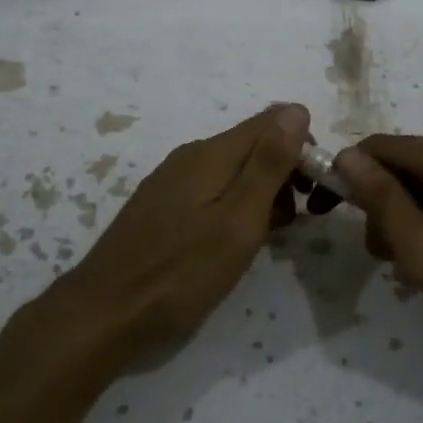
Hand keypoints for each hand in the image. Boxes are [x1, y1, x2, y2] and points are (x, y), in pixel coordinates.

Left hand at [46, 104, 309, 357]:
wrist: (105, 313)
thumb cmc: (182, 272)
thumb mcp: (238, 220)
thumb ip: (268, 164)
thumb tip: (296, 110)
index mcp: (211, 153)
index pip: (272, 122)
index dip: (302, 147)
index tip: (317, 190)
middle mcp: (190, 156)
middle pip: (252, 145)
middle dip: (284, 172)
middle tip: (298, 221)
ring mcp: (171, 181)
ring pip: (232, 170)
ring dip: (262, 193)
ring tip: (270, 237)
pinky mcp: (160, 206)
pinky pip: (211, 190)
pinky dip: (234, 207)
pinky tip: (234, 242)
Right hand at [332, 136, 422, 404]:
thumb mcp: (421, 246)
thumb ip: (380, 197)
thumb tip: (345, 155)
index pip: (377, 147)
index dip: (344, 175)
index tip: (325, 212)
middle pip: (404, 166)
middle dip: (378, 204)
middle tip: (378, 255)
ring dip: (405, 220)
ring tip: (407, 269)